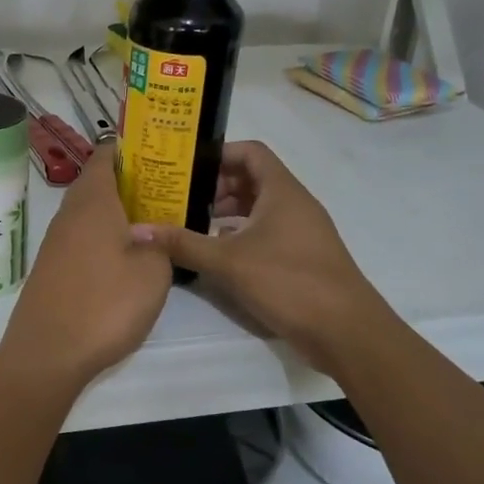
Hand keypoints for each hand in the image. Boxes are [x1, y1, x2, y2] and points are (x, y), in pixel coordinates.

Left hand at [0, 143, 172, 388]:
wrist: (47, 353)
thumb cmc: (105, 304)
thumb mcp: (153, 273)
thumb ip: (161, 244)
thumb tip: (155, 234)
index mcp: (93, 201)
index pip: (106, 155)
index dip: (133, 150)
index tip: (162, 155)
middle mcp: (69, 213)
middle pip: (98, 183)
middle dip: (131, 183)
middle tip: (168, 193)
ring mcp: (56, 241)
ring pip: (90, 212)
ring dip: (118, 213)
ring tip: (154, 224)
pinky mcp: (52, 267)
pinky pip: (82, 238)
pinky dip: (104, 238)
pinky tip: (125, 258)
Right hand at [129, 140, 378, 362]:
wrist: (346, 331)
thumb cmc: (288, 281)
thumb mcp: (228, 261)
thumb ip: (183, 243)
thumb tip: (137, 230)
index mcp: (282, 191)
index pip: (250, 152)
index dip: (218, 153)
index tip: (186, 167)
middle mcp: (294, 203)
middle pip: (252, 178)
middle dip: (215, 186)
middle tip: (179, 198)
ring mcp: (301, 231)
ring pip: (258, 207)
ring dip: (226, 212)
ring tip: (190, 223)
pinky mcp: (302, 256)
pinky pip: (266, 231)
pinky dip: (240, 234)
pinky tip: (217, 253)